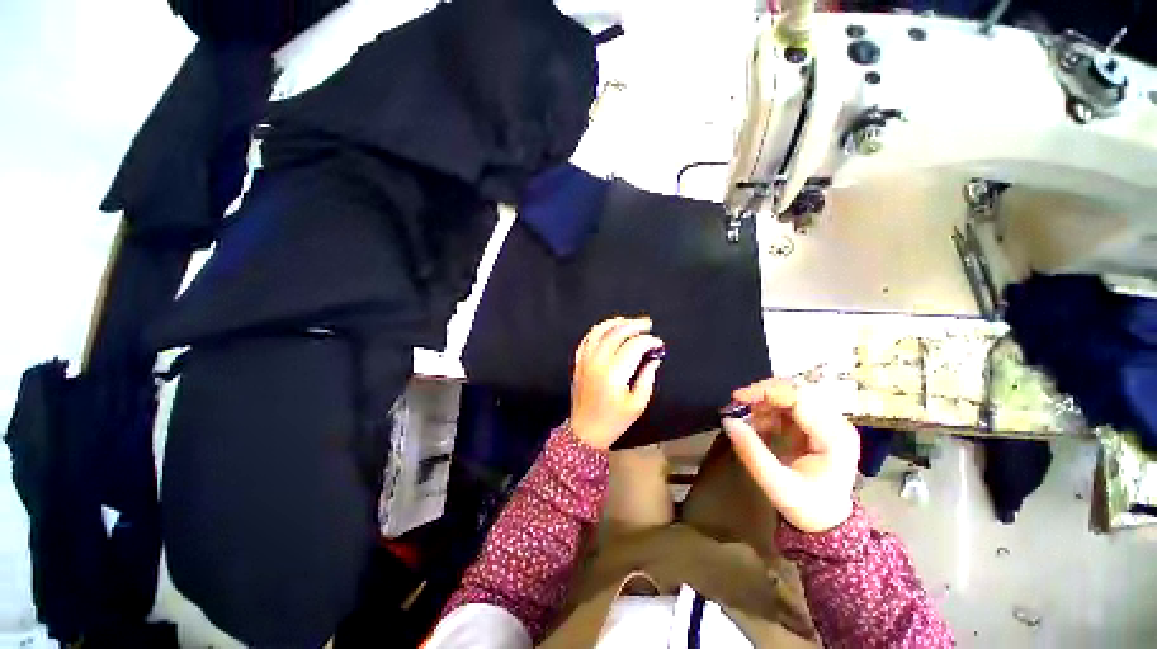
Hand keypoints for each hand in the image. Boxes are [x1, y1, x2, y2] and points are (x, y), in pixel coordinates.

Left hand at [570, 317, 664, 449]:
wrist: (586, 432)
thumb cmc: (614, 421)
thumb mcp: (638, 404)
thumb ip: (647, 378)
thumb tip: (653, 358)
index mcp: (614, 373)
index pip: (634, 346)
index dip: (649, 341)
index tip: (658, 343)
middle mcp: (598, 362)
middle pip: (616, 333)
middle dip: (634, 325)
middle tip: (647, 324)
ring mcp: (585, 360)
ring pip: (598, 331)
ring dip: (614, 323)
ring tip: (628, 322)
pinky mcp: (579, 362)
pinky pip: (586, 339)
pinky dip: (597, 331)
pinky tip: (607, 329)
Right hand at [721, 379, 858, 533]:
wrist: (827, 522)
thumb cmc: (807, 507)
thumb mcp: (776, 485)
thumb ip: (752, 452)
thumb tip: (727, 421)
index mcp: (834, 438)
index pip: (800, 398)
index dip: (766, 392)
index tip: (736, 398)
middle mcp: (836, 423)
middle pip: (797, 390)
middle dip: (763, 394)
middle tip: (738, 405)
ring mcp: (828, 422)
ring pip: (791, 394)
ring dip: (764, 402)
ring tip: (749, 421)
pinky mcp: (817, 424)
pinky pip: (789, 405)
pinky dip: (769, 410)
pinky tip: (759, 426)